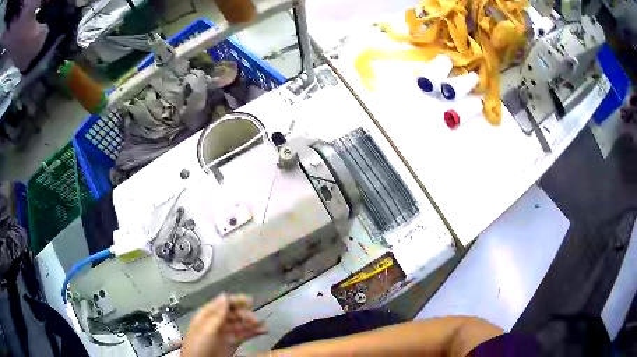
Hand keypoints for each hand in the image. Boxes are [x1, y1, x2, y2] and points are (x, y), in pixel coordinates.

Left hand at [181, 294, 266, 356]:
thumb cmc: (198, 347)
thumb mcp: (206, 330)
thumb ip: (216, 315)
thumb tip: (225, 297)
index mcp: (206, 316)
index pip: (222, 303)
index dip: (235, 301)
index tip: (249, 300)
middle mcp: (215, 324)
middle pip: (232, 314)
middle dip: (245, 314)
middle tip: (255, 319)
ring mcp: (223, 335)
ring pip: (239, 325)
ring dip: (251, 324)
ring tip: (263, 326)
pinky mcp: (229, 344)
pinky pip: (242, 336)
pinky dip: (252, 333)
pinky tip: (261, 332)